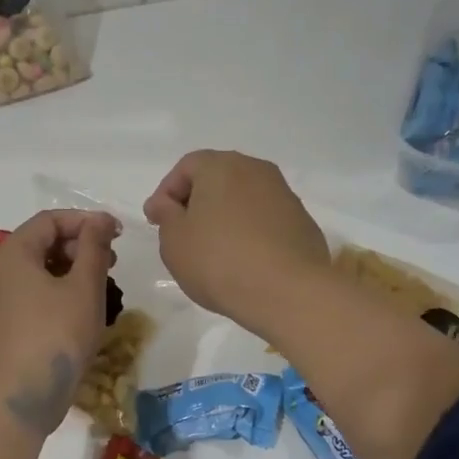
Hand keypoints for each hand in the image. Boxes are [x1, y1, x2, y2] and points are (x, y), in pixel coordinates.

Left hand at [0, 209, 120, 434]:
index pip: (50, 220)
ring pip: (36, 269)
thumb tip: (99, 219)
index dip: (85, 221)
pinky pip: (29, 292)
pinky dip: (55, 289)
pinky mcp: (1, 321)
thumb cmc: (57, 334)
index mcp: (13, 252)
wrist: (23, 393)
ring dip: (69, 269)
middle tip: (111, 262)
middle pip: (41, 242)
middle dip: (78, 245)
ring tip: (100, 285)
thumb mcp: (84, 287)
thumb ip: (94, 246)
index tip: (116, 234)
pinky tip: (79, 307)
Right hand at [143, 150, 330, 338]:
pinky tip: (243, 260)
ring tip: (213, 250)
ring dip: (225, 216)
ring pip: (244, 198)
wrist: (287, 292)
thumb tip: (166, 203)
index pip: (186, 167)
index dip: (166, 192)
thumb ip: (165, 214)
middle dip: (197, 202)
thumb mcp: (174, 240)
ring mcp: (284, 195)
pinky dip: (249, 231)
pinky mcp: (302, 222)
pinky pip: (265, 219)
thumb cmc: (218, 261)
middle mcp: (256, 170)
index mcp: (221, 166)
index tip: (156, 222)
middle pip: (218, 178)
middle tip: (182, 233)